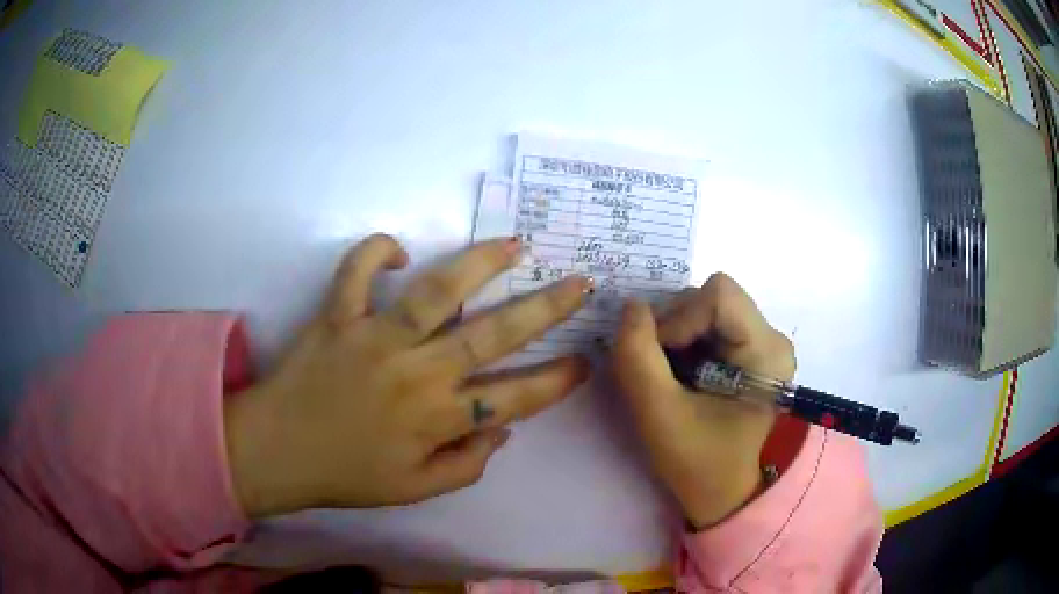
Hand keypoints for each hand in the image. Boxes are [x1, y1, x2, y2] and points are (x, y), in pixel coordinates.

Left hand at [224, 235, 590, 517]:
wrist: (277, 451)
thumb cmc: (346, 474)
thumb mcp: (416, 490)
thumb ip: (467, 464)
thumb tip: (501, 429)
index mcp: (436, 419)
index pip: (514, 399)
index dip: (555, 381)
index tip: (584, 361)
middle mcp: (416, 372)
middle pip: (493, 335)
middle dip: (545, 309)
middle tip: (578, 284)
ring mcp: (375, 338)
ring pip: (437, 291)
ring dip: (480, 263)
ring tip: (514, 244)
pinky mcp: (338, 316)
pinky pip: (357, 271)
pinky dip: (376, 251)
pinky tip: (399, 251)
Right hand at [612, 273, 794, 528]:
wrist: (721, 490)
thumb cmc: (697, 461)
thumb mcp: (658, 413)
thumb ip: (637, 356)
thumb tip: (631, 306)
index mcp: (766, 352)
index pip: (718, 295)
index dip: (680, 318)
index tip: (663, 359)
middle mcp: (772, 337)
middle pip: (711, 298)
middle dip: (674, 328)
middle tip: (663, 371)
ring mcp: (763, 341)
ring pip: (705, 307)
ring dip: (676, 336)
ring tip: (673, 377)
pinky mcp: (749, 348)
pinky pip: (707, 322)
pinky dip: (684, 342)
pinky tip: (684, 375)